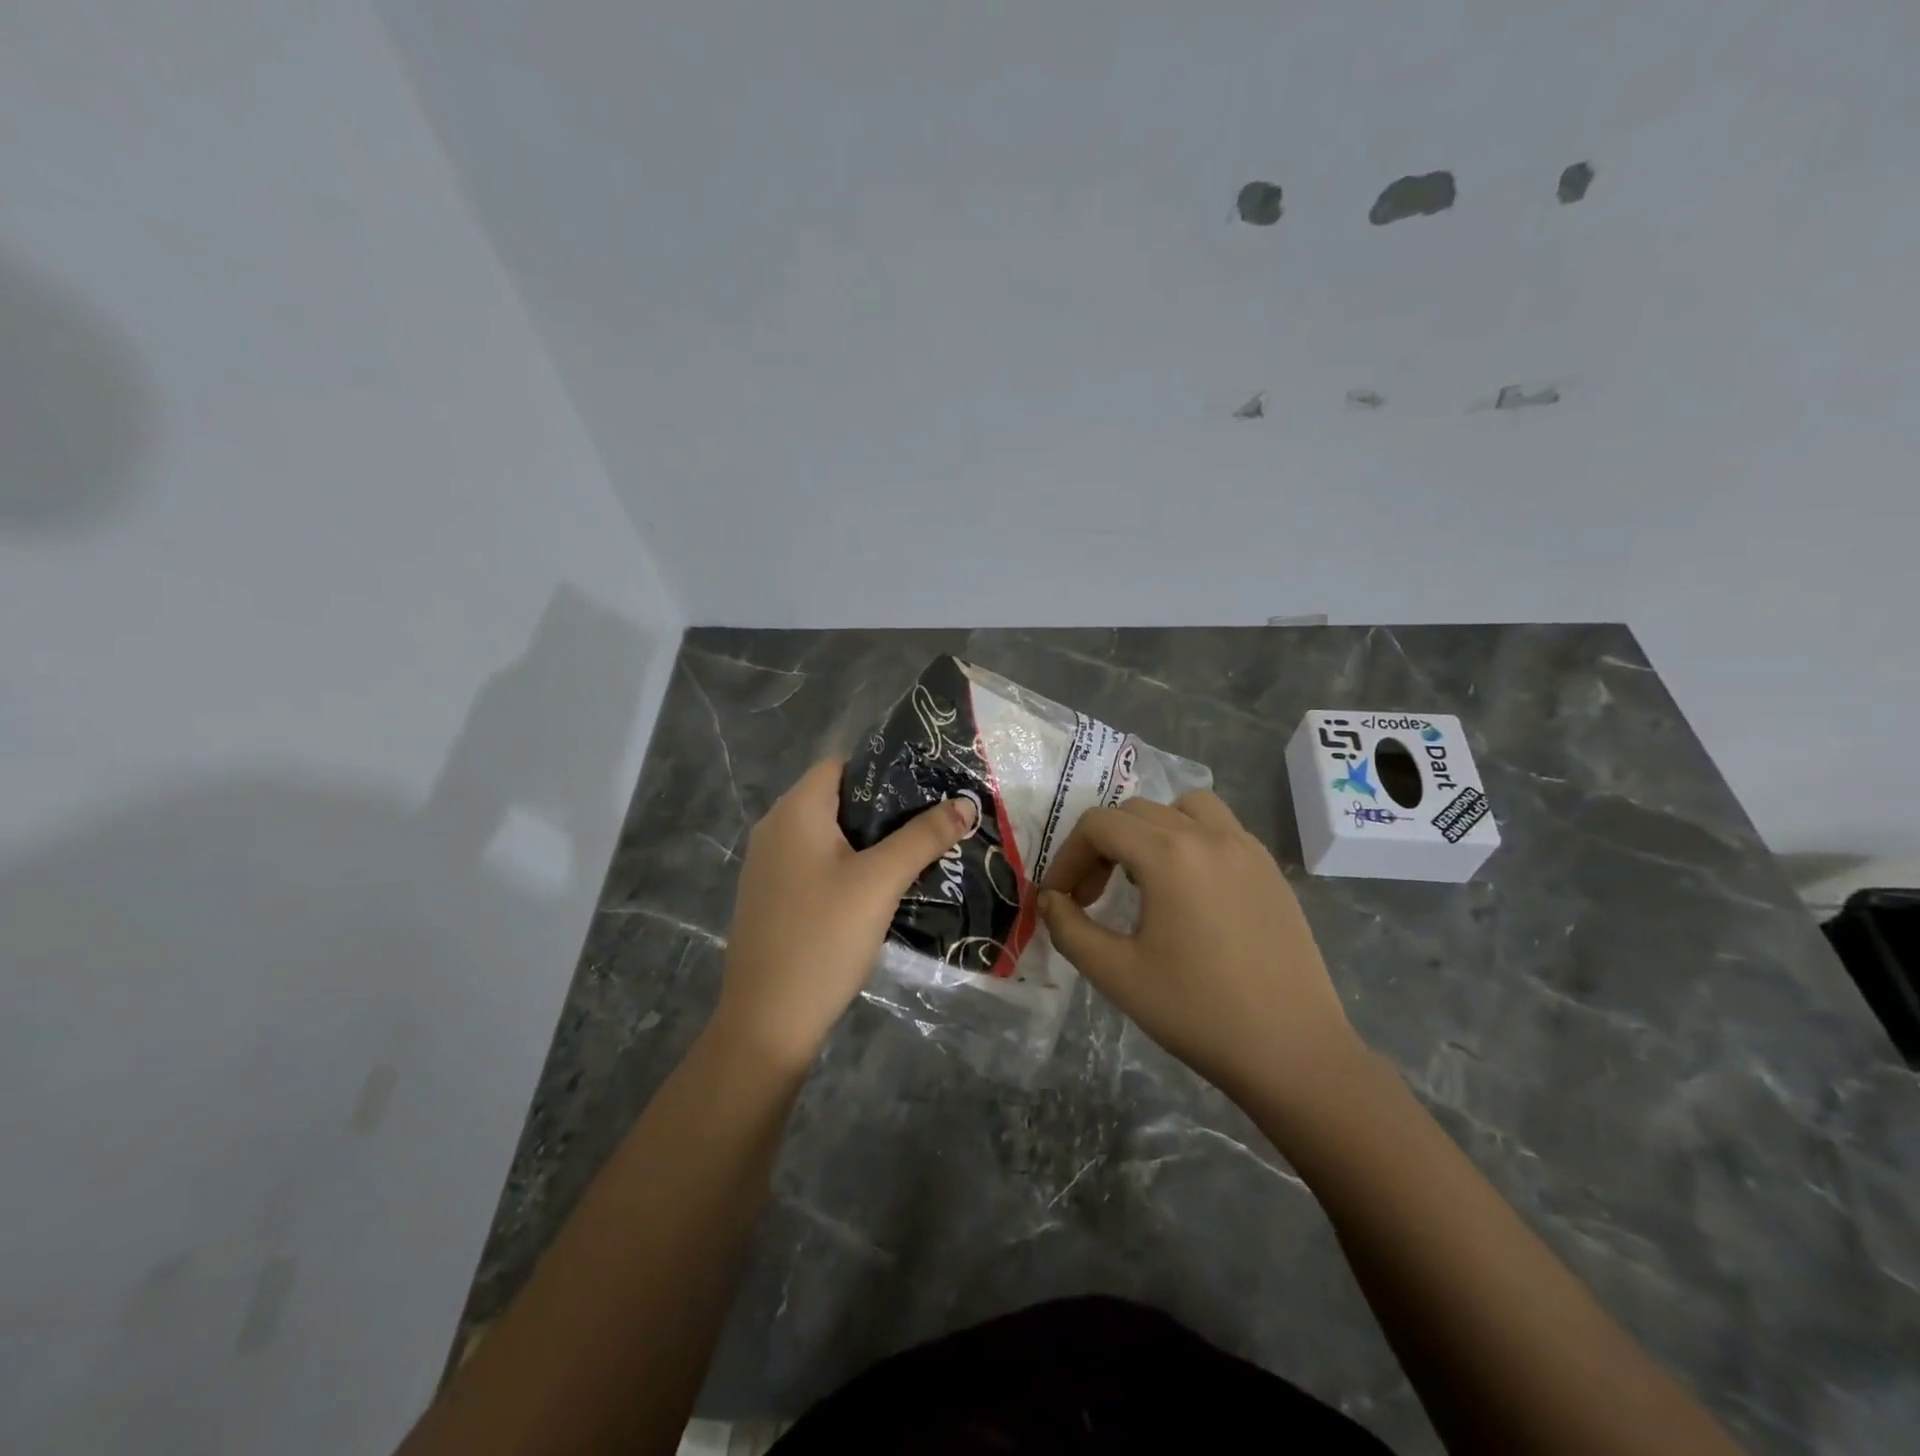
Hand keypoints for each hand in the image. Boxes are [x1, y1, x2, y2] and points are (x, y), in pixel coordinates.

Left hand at [712, 759, 977, 1071]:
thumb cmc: (823, 938)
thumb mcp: (880, 882)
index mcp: (794, 812)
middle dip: (885, 809)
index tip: (926, 788)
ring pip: (828, 836)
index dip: (883, 770)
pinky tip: (880, 889)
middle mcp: (774, 830)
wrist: (768, 1022)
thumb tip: (966, 802)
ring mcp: (769, 867)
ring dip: (870, 841)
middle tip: (931, 822)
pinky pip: (816, 865)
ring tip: (917, 852)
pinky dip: (848, 866)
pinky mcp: (773, 898)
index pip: (840, 765)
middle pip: (836, 799)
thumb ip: (923, 837)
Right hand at [1038, 791, 1361, 1105]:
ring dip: (1150, 830)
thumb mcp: (1117, 975)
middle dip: (1101, 846)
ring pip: (1184, 807)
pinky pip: (1220, 828)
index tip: (1061, 898)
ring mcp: (1246, 848)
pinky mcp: (1270, 869)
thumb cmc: (1198, 1013)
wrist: (1293, 1052)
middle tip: (1092, 896)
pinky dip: (1191, 839)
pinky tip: (1189, 890)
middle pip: (1135, 812)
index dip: (1067, 856)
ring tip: (1143, 878)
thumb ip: (1070, 929)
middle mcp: (1209, 835)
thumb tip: (1050, 900)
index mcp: (1169, 855)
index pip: (1099, 825)